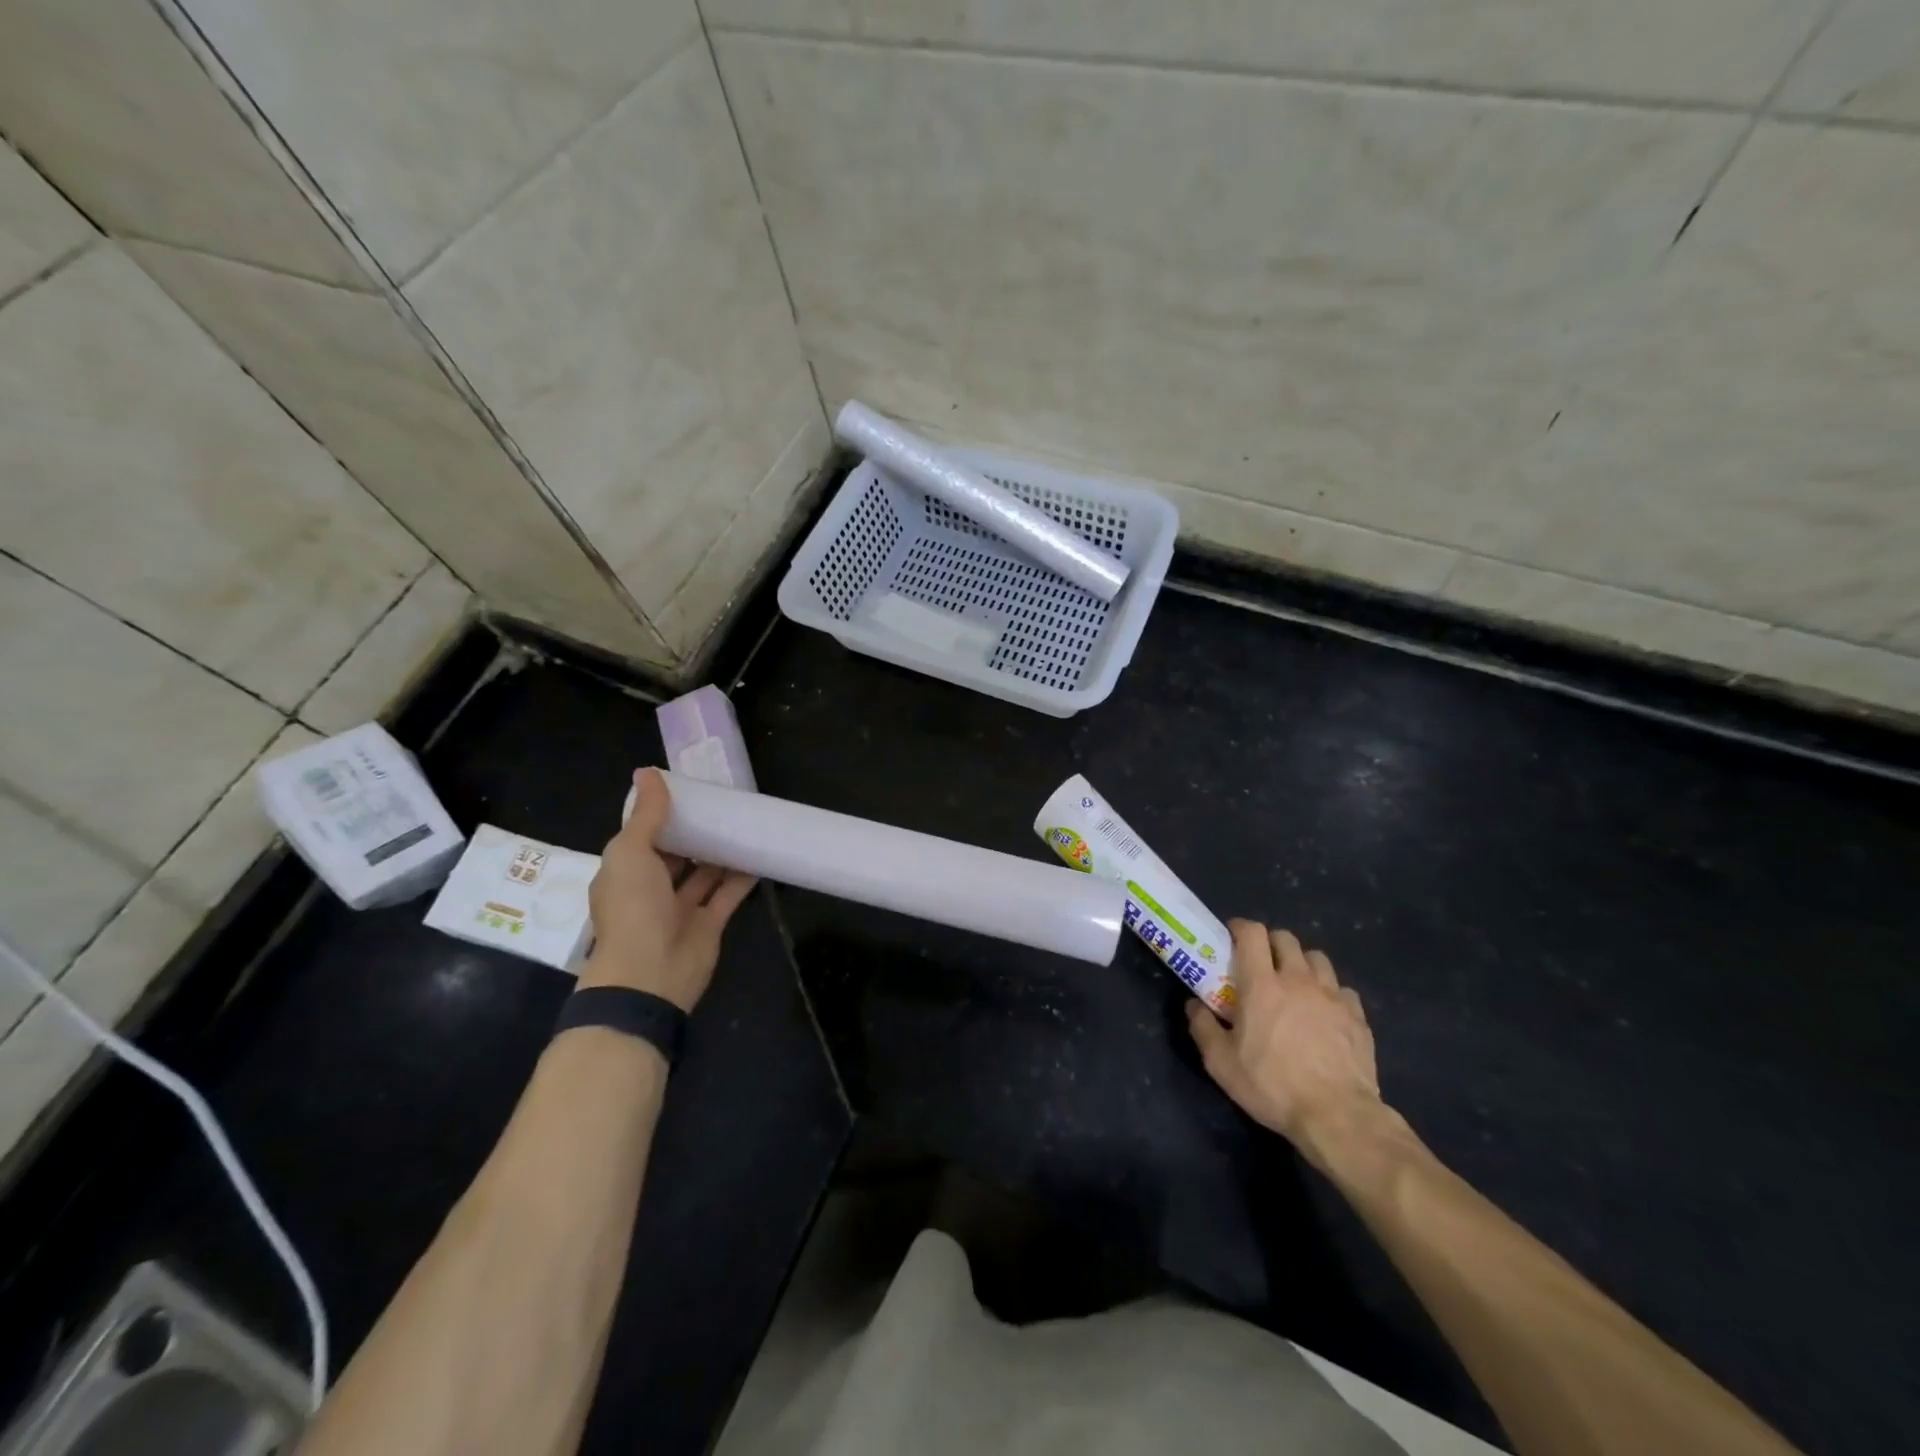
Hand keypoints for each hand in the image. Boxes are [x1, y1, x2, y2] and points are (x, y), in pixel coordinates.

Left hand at [582, 769, 755, 1011]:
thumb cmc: (633, 908)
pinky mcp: (709, 924)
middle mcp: (650, 890)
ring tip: (744, 822)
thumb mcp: (631, 853)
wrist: (650, 975)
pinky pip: (728, 894)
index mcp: (625, 873)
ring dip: (721, 852)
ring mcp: (680, 909)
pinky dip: (742, 876)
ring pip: (704, 874)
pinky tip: (760, 854)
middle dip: (695, 833)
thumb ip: (647, 815)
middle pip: (676, 855)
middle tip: (723, 804)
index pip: (643, 838)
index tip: (690, 792)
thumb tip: (646, 771)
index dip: (663, 816)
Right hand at [1186, 922, 1386, 1169]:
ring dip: (1302, 963)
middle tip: (1261, 963)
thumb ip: (1203, 1028)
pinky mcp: (1358, 1017)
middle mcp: (1298, 980)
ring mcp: (1332, 996)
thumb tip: (1193, 1005)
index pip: (1252, 933)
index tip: (1231, 936)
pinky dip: (1330, 992)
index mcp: (1262, 984)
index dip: (1240, 927)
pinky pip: (1342, 990)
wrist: (1338, 1117)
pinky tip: (1324, 1012)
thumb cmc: (1272, 1086)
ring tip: (1295, 984)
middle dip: (1271, 943)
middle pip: (1286, 939)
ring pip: (1317, 958)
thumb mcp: (1221, 1063)